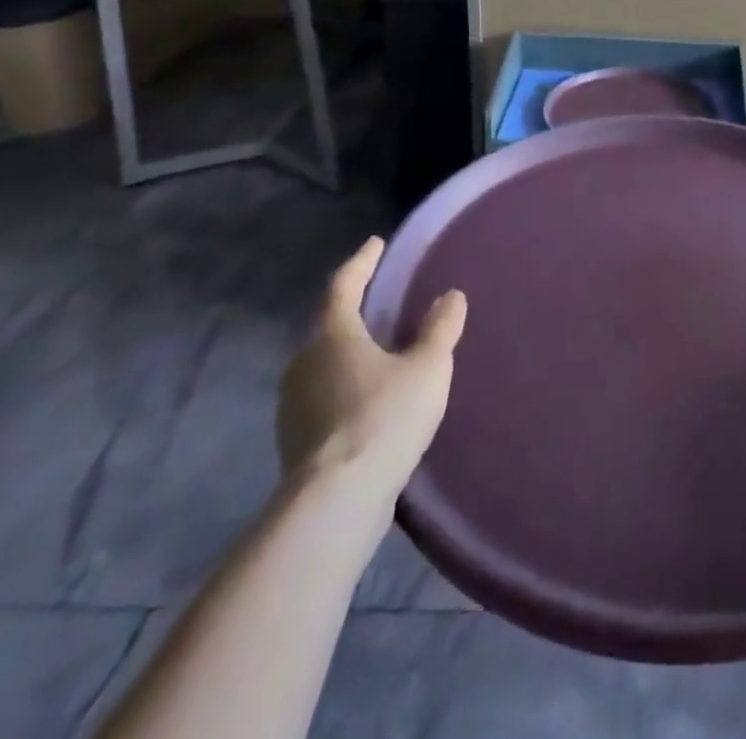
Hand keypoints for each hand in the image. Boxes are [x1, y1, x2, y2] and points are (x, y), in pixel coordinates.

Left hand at [277, 238, 466, 505]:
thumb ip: (440, 329)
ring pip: (323, 363)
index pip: (343, 285)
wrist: (336, 502)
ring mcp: (294, 405)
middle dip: (353, 310)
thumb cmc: (384, 416)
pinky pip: (324, 397)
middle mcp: (304, 363)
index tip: (375, 244)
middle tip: (380, 299)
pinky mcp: (297, 442)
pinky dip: (345, 386)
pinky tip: (368, 399)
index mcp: (332, 335)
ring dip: (348, 352)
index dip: (361, 262)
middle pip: (328, 325)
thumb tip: (450, 296)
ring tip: (378, 350)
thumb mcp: (427, 367)